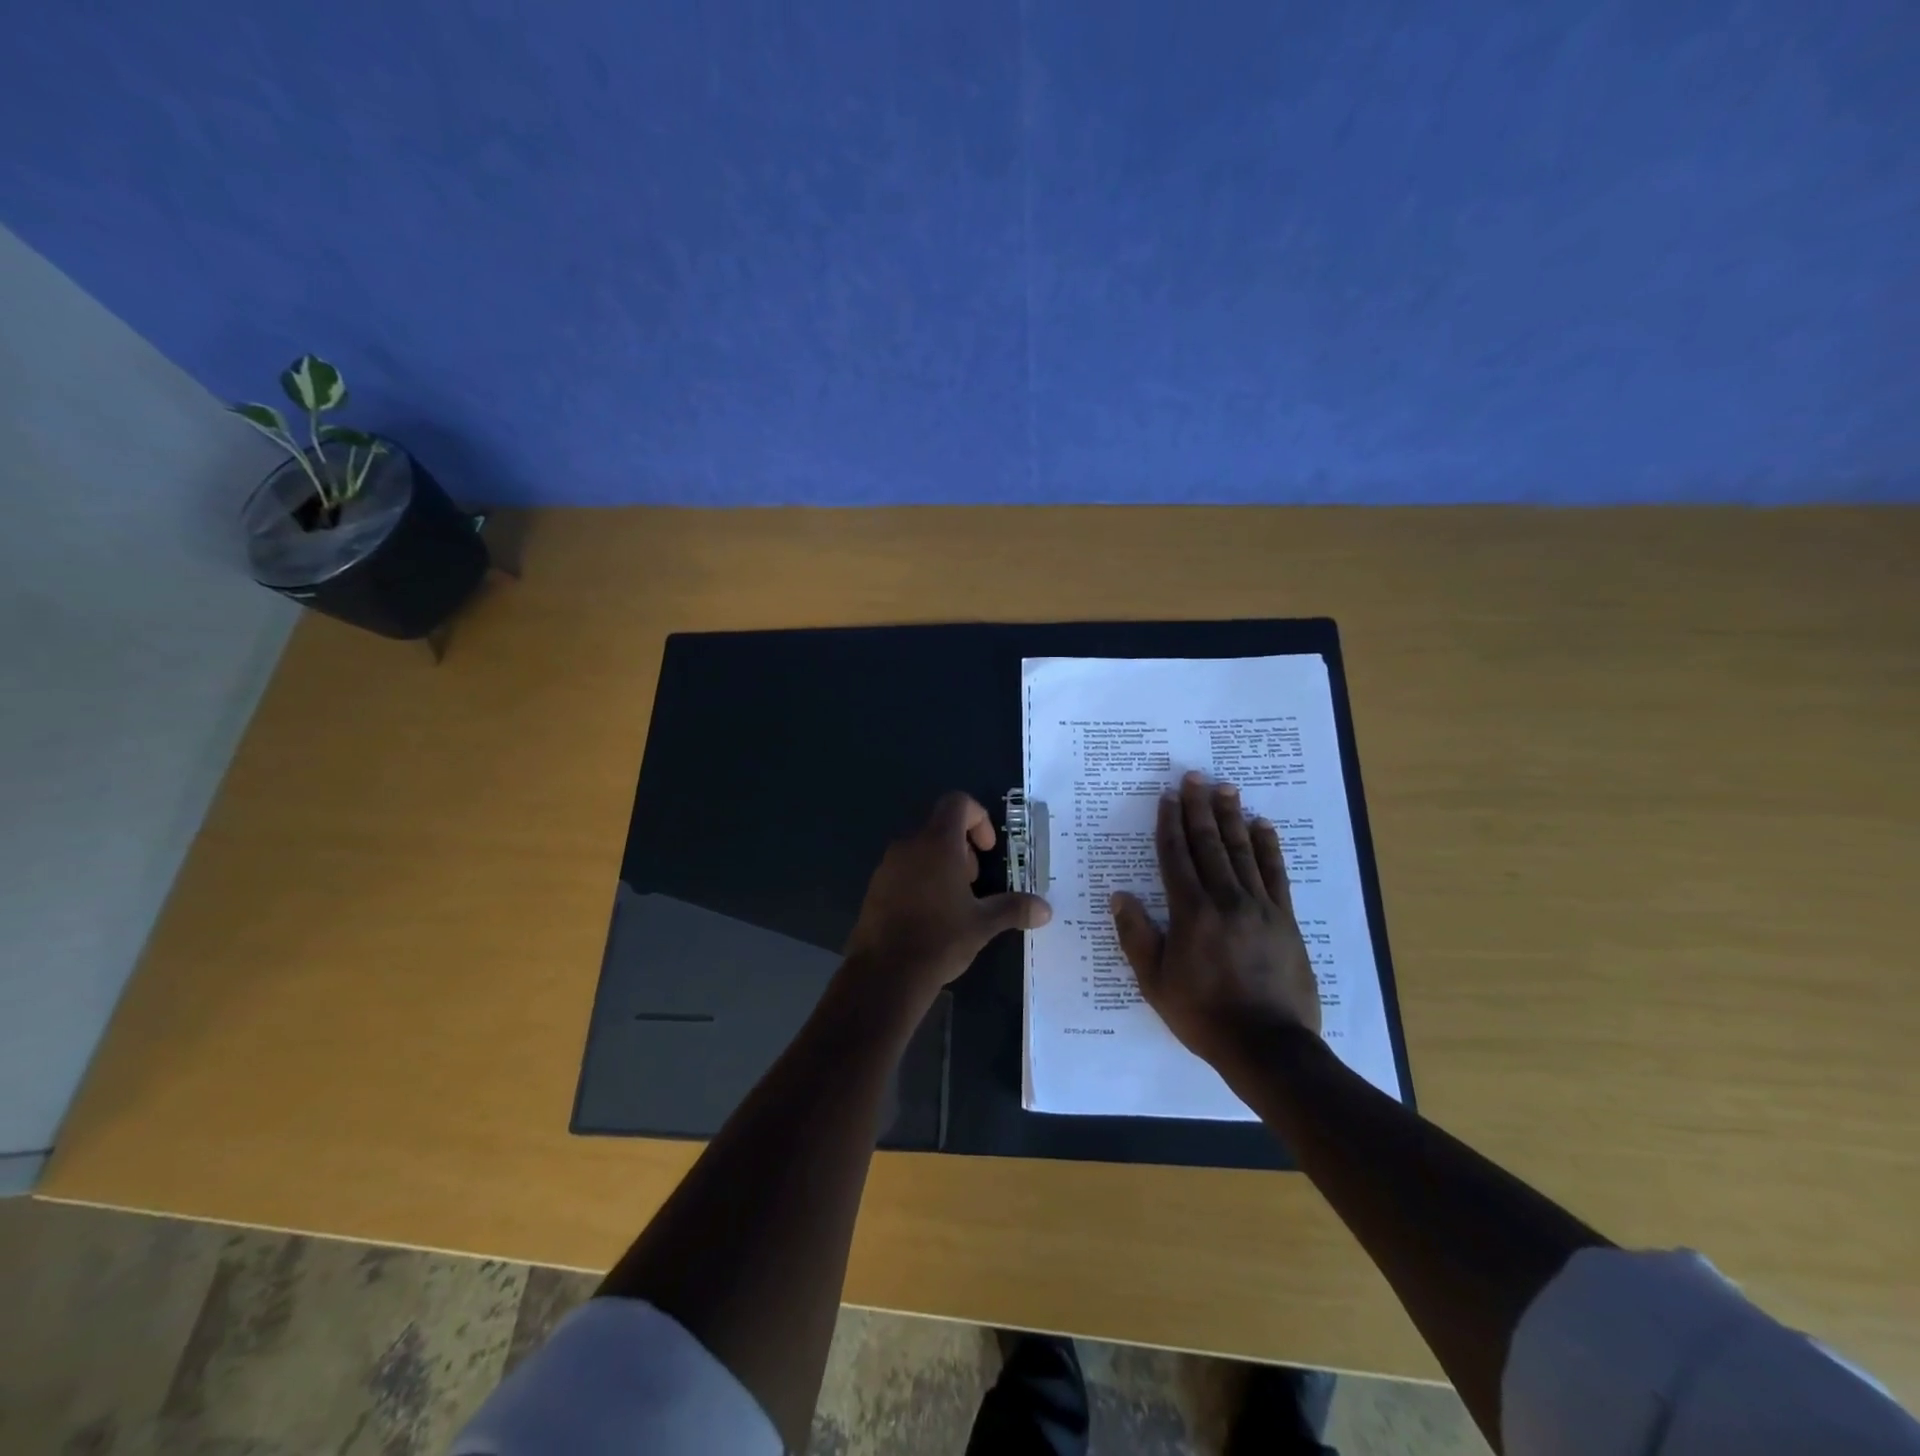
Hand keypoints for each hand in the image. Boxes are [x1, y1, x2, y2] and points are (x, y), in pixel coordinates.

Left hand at [842, 792, 1051, 1015]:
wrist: (885, 973)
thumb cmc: (940, 939)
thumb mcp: (983, 924)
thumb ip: (1014, 909)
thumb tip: (1046, 909)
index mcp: (937, 843)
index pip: (958, 803)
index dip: (979, 818)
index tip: (987, 850)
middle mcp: (910, 845)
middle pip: (940, 826)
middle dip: (963, 847)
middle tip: (974, 883)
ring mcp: (888, 865)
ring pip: (921, 848)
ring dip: (942, 864)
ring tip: (954, 902)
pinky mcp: (875, 886)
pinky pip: (904, 869)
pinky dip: (921, 879)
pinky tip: (930, 916)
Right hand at [1110, 772, 1322, 1071]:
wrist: (1268, 1046)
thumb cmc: (1203, 1015)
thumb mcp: (1155, 981)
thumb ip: (1136, 935)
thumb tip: (1120, 896)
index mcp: (1191, 912)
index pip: (1176, 856)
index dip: (1170, 824)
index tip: (1168, 797)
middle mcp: (1226, 899)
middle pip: (1209, 844)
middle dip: (1199, 808)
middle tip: (1195, 777)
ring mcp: (1260, 907)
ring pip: (1243, 851)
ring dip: (1232, 817)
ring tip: (1226, 788)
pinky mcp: (1286, 920)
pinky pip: (1275, 874)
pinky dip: (1268, 847)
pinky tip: (1263, 826)